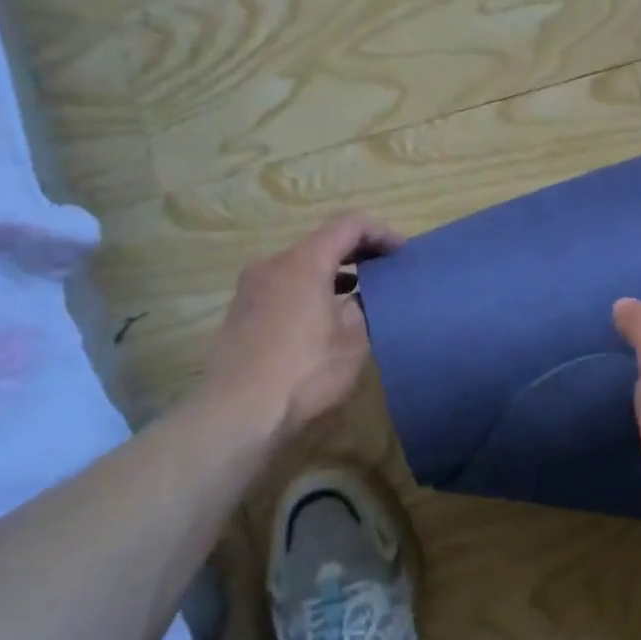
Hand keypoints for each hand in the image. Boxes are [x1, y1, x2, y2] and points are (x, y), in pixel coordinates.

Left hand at [201, 213, 402, 437]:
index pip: (348, 225)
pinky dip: (310, 291)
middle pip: (321, 243)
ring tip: (360, 296)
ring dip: (332, 274)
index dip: (380, 233)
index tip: (402, 253)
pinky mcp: (241, 315)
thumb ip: (362, 307)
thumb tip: (356, 299)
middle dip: (357, 253)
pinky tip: (324, 320)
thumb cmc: (305, 372)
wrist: (238, 414)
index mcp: (303, 263)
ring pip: (300, 267)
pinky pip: (284, 289)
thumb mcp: (353, 340)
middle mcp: (272, 266)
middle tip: (386, 271)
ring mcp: (251, 290)